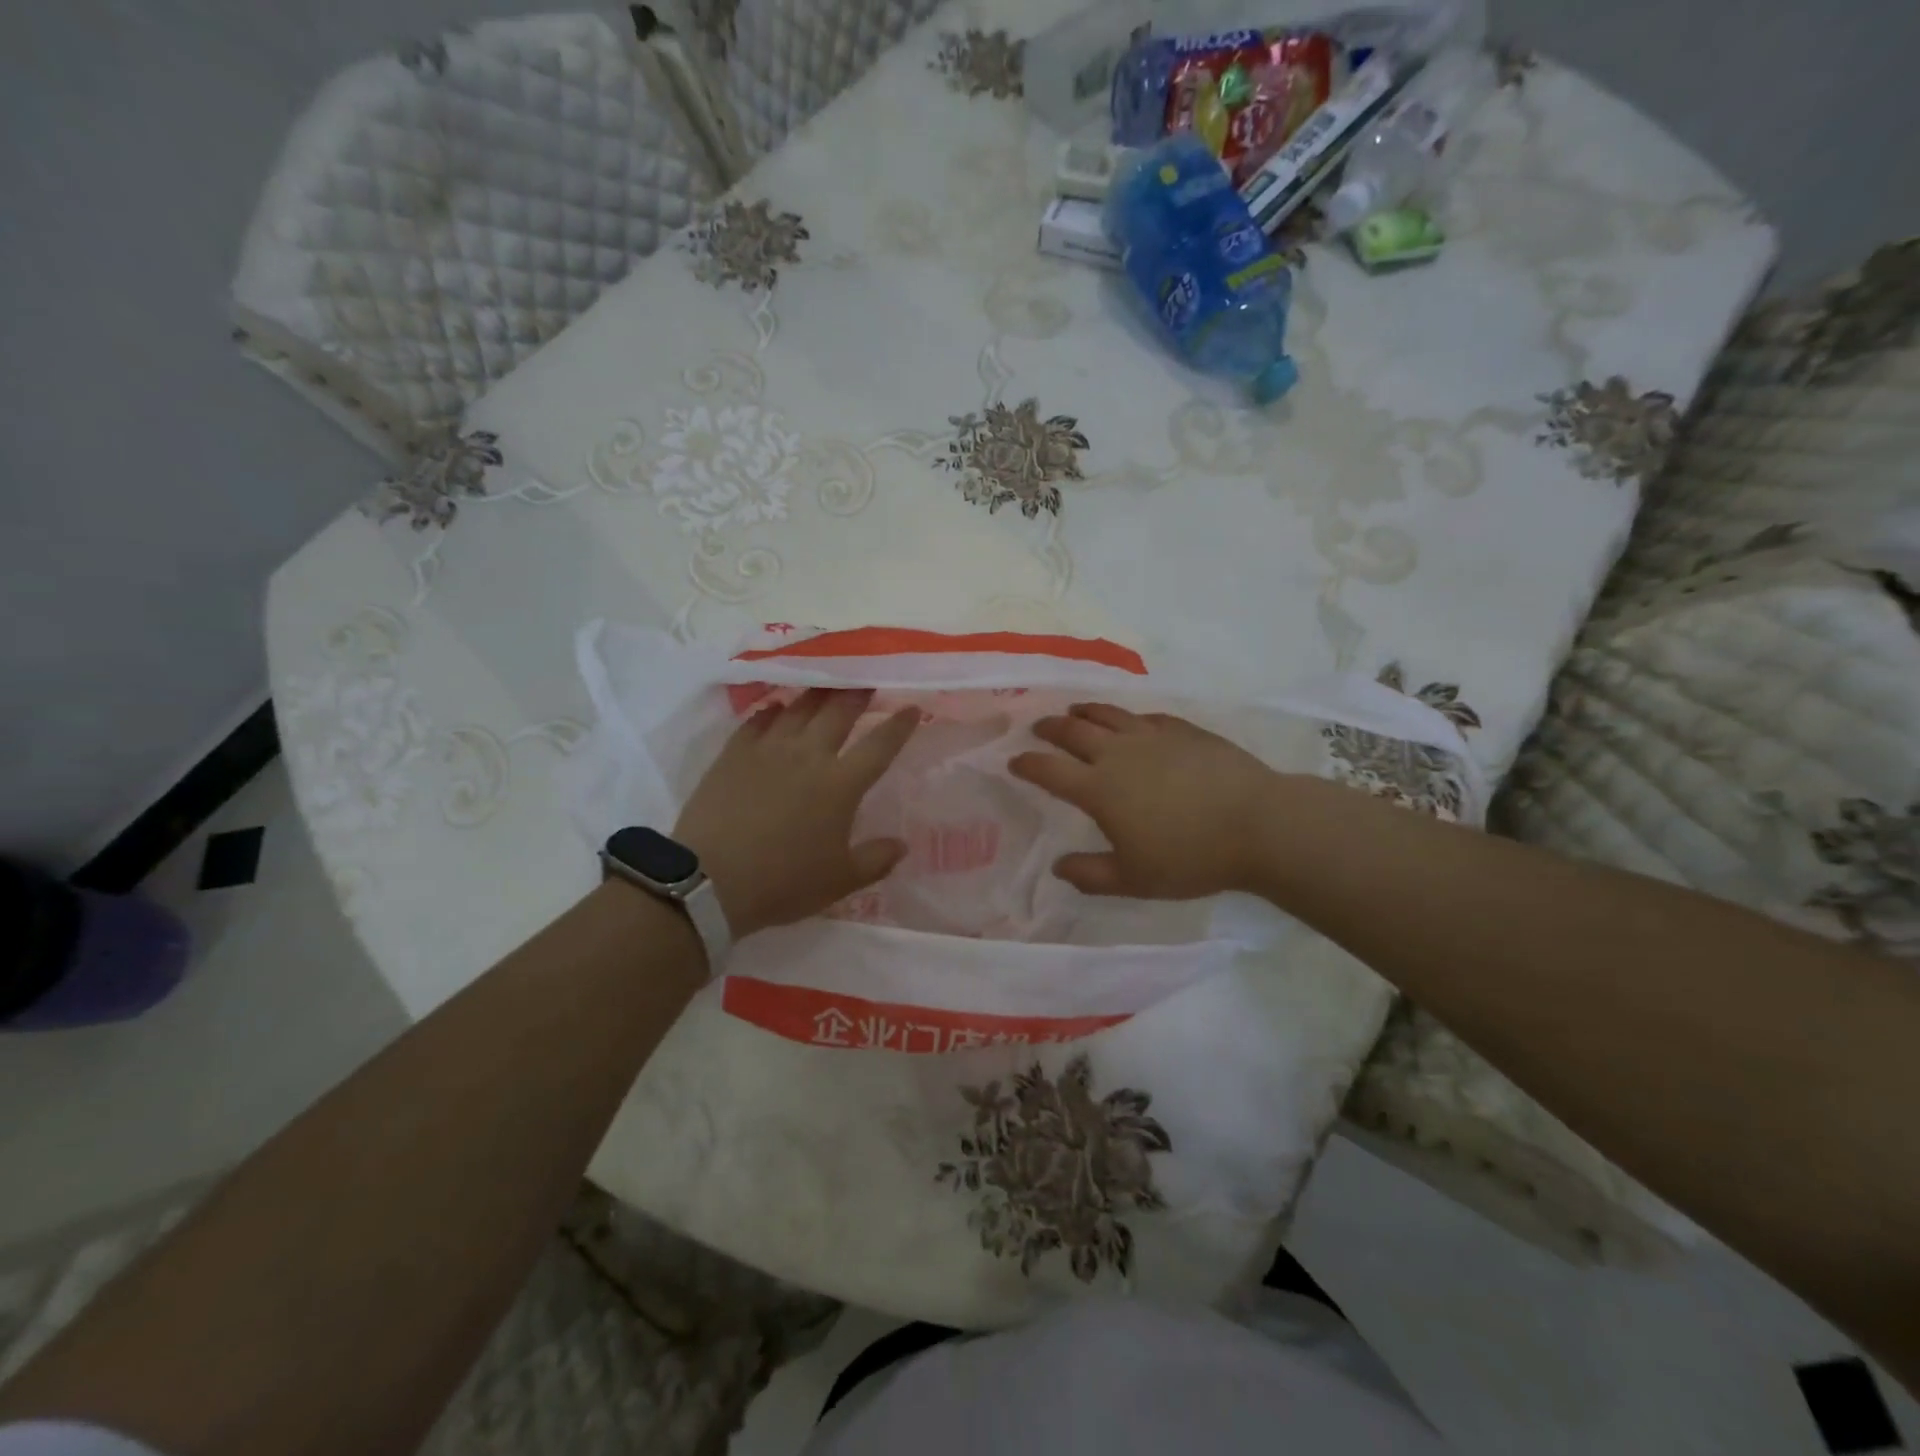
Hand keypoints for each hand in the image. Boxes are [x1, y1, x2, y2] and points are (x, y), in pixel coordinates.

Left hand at [674, 688, 918, 937]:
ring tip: (827, 685)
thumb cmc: (782, 882)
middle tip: (866, 682)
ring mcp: (768, 750)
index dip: (899, 725)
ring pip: (798, 709)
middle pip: (838, 713)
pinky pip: (758, 721)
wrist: (709, 881)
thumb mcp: (839, 882)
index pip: (879, 746)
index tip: (912, 707)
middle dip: (857, 694)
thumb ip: (875, 860)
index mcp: (840, 785)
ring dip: (817, 694)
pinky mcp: (734, 754)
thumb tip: (902, 846)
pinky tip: (776, 708)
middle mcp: (808, 756)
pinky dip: (772, 711)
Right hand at [1008, 703, 1280, 898]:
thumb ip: (1090, 874)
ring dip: (1085, 711)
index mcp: (1099, 789)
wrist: (1258, 824)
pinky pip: (1146, 717)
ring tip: (1075, 711)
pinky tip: (1131, 722)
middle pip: (1074, 731)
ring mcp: (1153, 736)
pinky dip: (1128, 718)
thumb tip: (1058, 867)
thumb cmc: (1191, 857)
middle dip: (1050, 728)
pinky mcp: (1184, 730)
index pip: (1050, 770)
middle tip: (1039, 728)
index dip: (1028, 764)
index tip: (1014, 760)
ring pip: (1108, 715)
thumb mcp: (1134, 879)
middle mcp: (1119, 754)